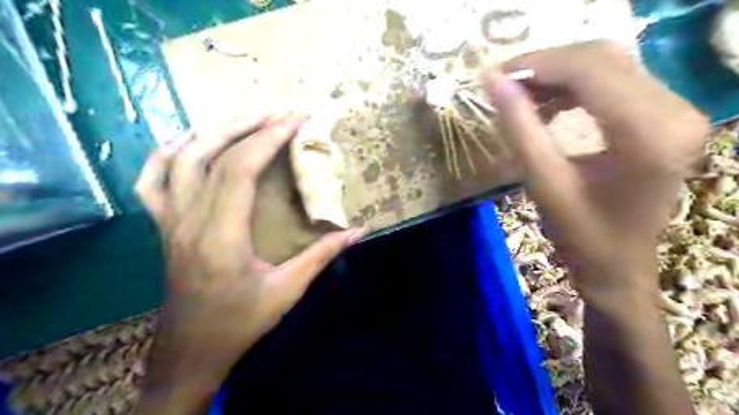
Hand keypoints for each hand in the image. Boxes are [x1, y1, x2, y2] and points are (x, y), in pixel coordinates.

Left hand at [134, 113, 363, 414]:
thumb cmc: (241, 322)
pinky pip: (151, 181)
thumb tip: (358, 231)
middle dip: (249, 126)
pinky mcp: (162, 226)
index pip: (240, 169)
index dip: (269, 138)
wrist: (191, 350)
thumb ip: (322, 256)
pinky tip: (186, 140)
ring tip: (246, 117)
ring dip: (214, 131)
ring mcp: (169, 221)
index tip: (296, 120)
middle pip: (212, 155)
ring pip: (180, 159)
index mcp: (222, 236)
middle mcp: (189, 221)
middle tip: (279, 112)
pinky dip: (165, 154)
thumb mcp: (288, 291)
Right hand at [486, 39, 709, 297]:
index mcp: (647, 133)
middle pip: (602, 58)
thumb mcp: (542, 180)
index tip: (495, 75)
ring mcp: (676, 111)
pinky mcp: (666, 116)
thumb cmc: (580, 234)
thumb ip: (519, 127)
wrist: (618, 264)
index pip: (589, 70)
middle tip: (504, 83)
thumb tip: (493, 83)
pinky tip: (548, 104)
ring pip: (608, 65)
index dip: (537, 64)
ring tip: (521, 95)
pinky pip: (615, 82)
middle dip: (545, 65)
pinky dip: (574, 87)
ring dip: (558, 75)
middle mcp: (675, 111)